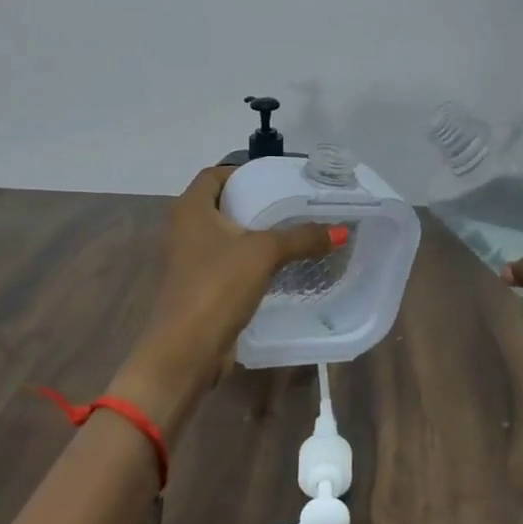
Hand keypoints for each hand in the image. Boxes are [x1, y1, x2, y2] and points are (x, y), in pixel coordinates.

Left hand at [111, 165, 336, 438]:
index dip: (242, 172)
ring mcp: (186, 261)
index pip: (214, 175)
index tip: (274, 178)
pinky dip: (246, 260)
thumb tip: (340, 230)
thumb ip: (301, 237)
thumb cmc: (217, 286)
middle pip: (219, 204)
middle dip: (252, 203)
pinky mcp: (196, 288)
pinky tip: (275, 267)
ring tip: (288, 233)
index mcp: (190, 209)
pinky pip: (224, 263)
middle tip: (288, 204)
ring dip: (250, 234)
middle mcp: (182, 229)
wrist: (185, 351)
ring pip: (222, 236)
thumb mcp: (264, 254)